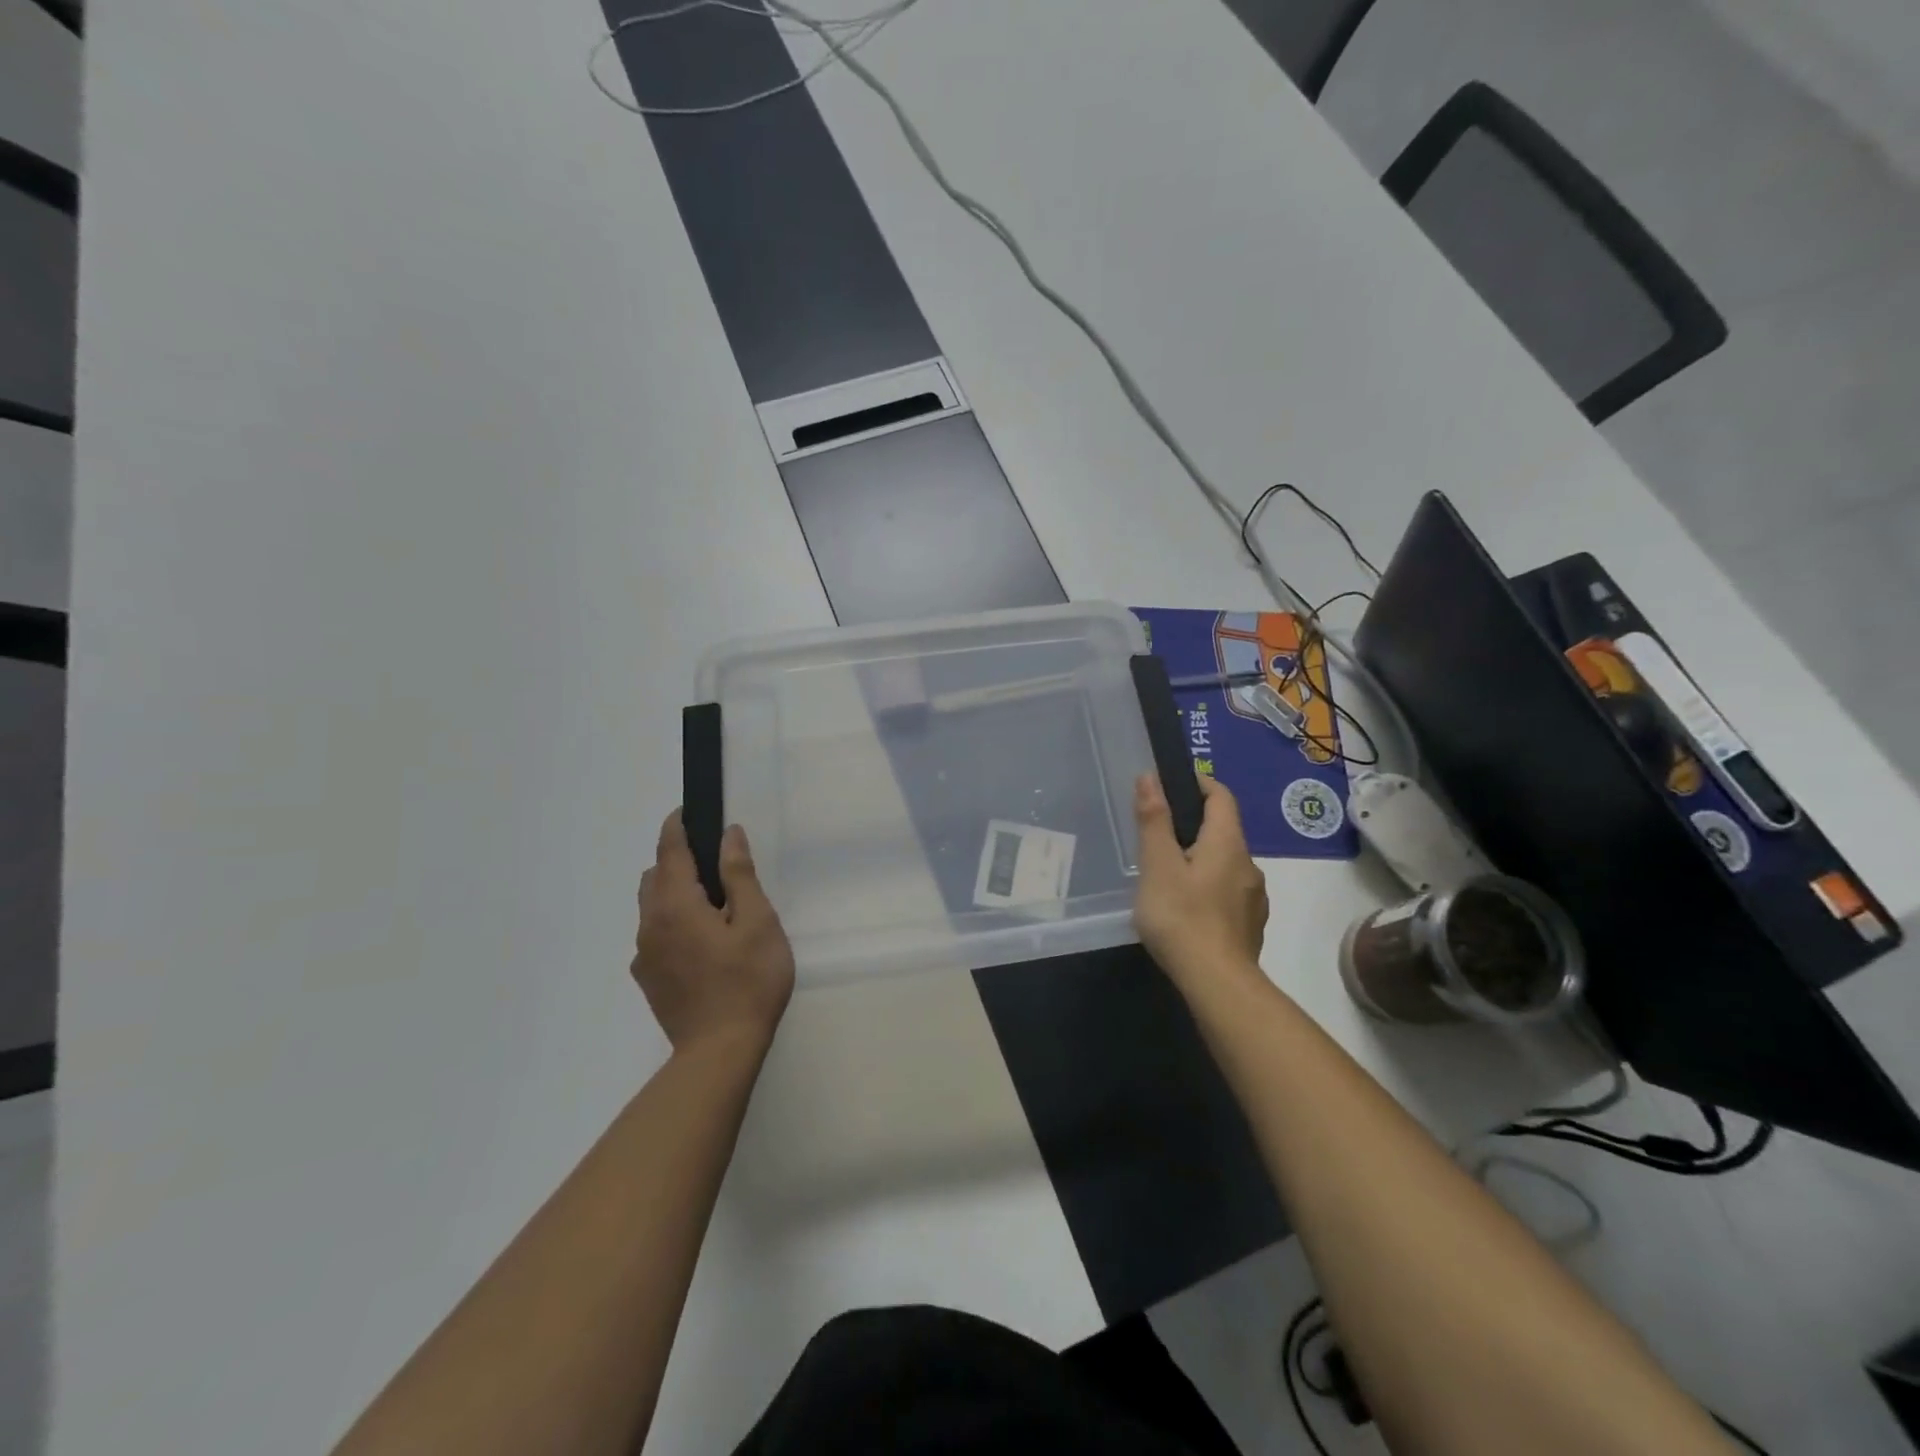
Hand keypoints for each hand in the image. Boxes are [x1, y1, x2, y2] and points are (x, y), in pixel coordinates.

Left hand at [633, 810, 794, 1053]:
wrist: (720, 1051)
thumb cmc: (748, 981)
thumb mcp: (757, 922)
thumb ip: (739, 875)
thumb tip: (728, 836)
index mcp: (676, 905)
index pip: (669, 851)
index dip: (677, 826)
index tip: (687, 811)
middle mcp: (650, 924)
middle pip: (654, 877)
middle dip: (675, 860)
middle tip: (712, 863)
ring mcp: (645, 955)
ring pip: (651, 907)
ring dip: (672, 892)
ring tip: (711, 905)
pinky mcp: (648, 979)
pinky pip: (654, 935)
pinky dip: (671, 922)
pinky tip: (701, 943)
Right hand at [1133, 773, 1268, 989]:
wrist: (1218, 984)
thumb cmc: (1182, 917)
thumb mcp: (1158, 865)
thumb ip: (1154, 820)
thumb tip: (1151, 777)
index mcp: (1228, 843)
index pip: (1221, 797)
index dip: (1200, 783)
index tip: (1173, 784)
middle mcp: (1249, 864)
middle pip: (1224, 830)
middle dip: (1195, 824)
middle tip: (1160, 834)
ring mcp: (1254, 898)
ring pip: (1227, 863)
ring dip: (1203, 858)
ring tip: (1170, 873)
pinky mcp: (1251, 925)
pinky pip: (1229, 892)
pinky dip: (1210, 887)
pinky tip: (1189, 907)